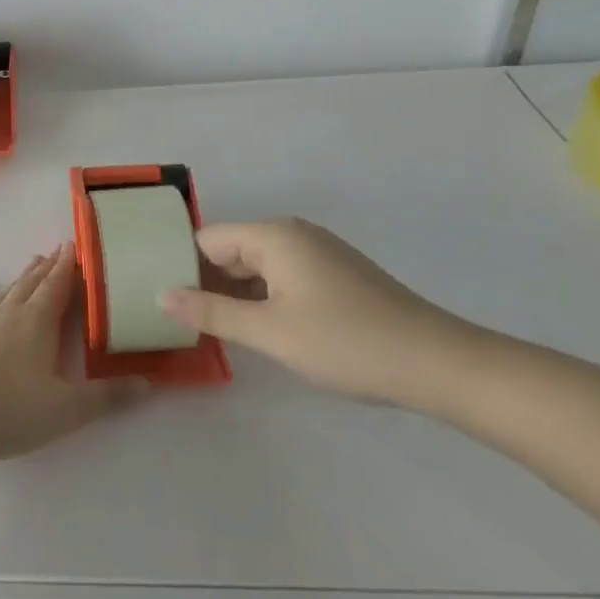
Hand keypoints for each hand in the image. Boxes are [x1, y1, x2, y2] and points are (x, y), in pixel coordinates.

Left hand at [0, 243, 147, 465]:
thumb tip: (146, 382)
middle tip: (57, 251)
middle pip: (31, 287)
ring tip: (30, 264)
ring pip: (3, 296)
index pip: (58, 288)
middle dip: (47, 269)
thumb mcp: (65, 411)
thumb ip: (106, 398)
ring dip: (18, 280)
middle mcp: (7, 318)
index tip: (76, 245)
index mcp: (36, 326)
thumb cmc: (5, 411)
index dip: (69, 268)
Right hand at [158, 219, 474, 405]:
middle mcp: (294, 234)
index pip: (207, 240)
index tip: (162, 300)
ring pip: (256, 266)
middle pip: (230, 250)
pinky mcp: (335, 275)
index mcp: (274, 236)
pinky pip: (281, 277)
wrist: (438, 364)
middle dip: (205, 281)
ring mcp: (318, 254)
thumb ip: (210, 313)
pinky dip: (262, 298)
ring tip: (209, 328)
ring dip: (234, 294)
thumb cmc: (346, 343)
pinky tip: (256, 328)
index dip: (181, 268)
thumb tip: (161, 295)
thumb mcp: (269, 332)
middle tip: (179, 321)